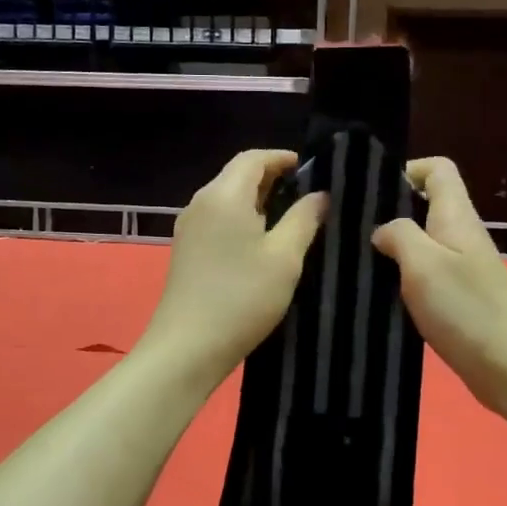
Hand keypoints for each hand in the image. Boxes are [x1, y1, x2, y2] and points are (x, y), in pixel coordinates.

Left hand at [140, 149, 328, 389]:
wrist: (187, 347)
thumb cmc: (242, 298)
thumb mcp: (285, 258)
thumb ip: (305, 219)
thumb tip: (320, 195)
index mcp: (224, 195)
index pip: (254, 158)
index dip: (283, 158)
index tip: (312, 170)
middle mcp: (201, 202)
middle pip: (238, 175)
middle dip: (272, 178)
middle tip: (308, 195)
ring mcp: (189, 227)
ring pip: (227, 198)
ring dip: (258, 201)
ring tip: (291, 218)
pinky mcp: (186, 250)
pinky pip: (218, 219)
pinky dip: (242, 218)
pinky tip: (262, 242)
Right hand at [371, 157, 506, 418]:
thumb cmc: (465, 309)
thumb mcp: (422, 264)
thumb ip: (399, 235)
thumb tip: (383, 229)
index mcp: (457, 216)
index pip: (438, 169)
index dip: (407, 170)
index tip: (373, 193)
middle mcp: (462, 235)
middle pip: (427, 204)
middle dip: (391, 211)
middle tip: (353, 231)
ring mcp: (464, 267)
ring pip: (424, 241)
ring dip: (395, 248)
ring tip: (359, 262)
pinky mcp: (460, 297)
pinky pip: (427, 273)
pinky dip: (404, 277)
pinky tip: (382, 293)